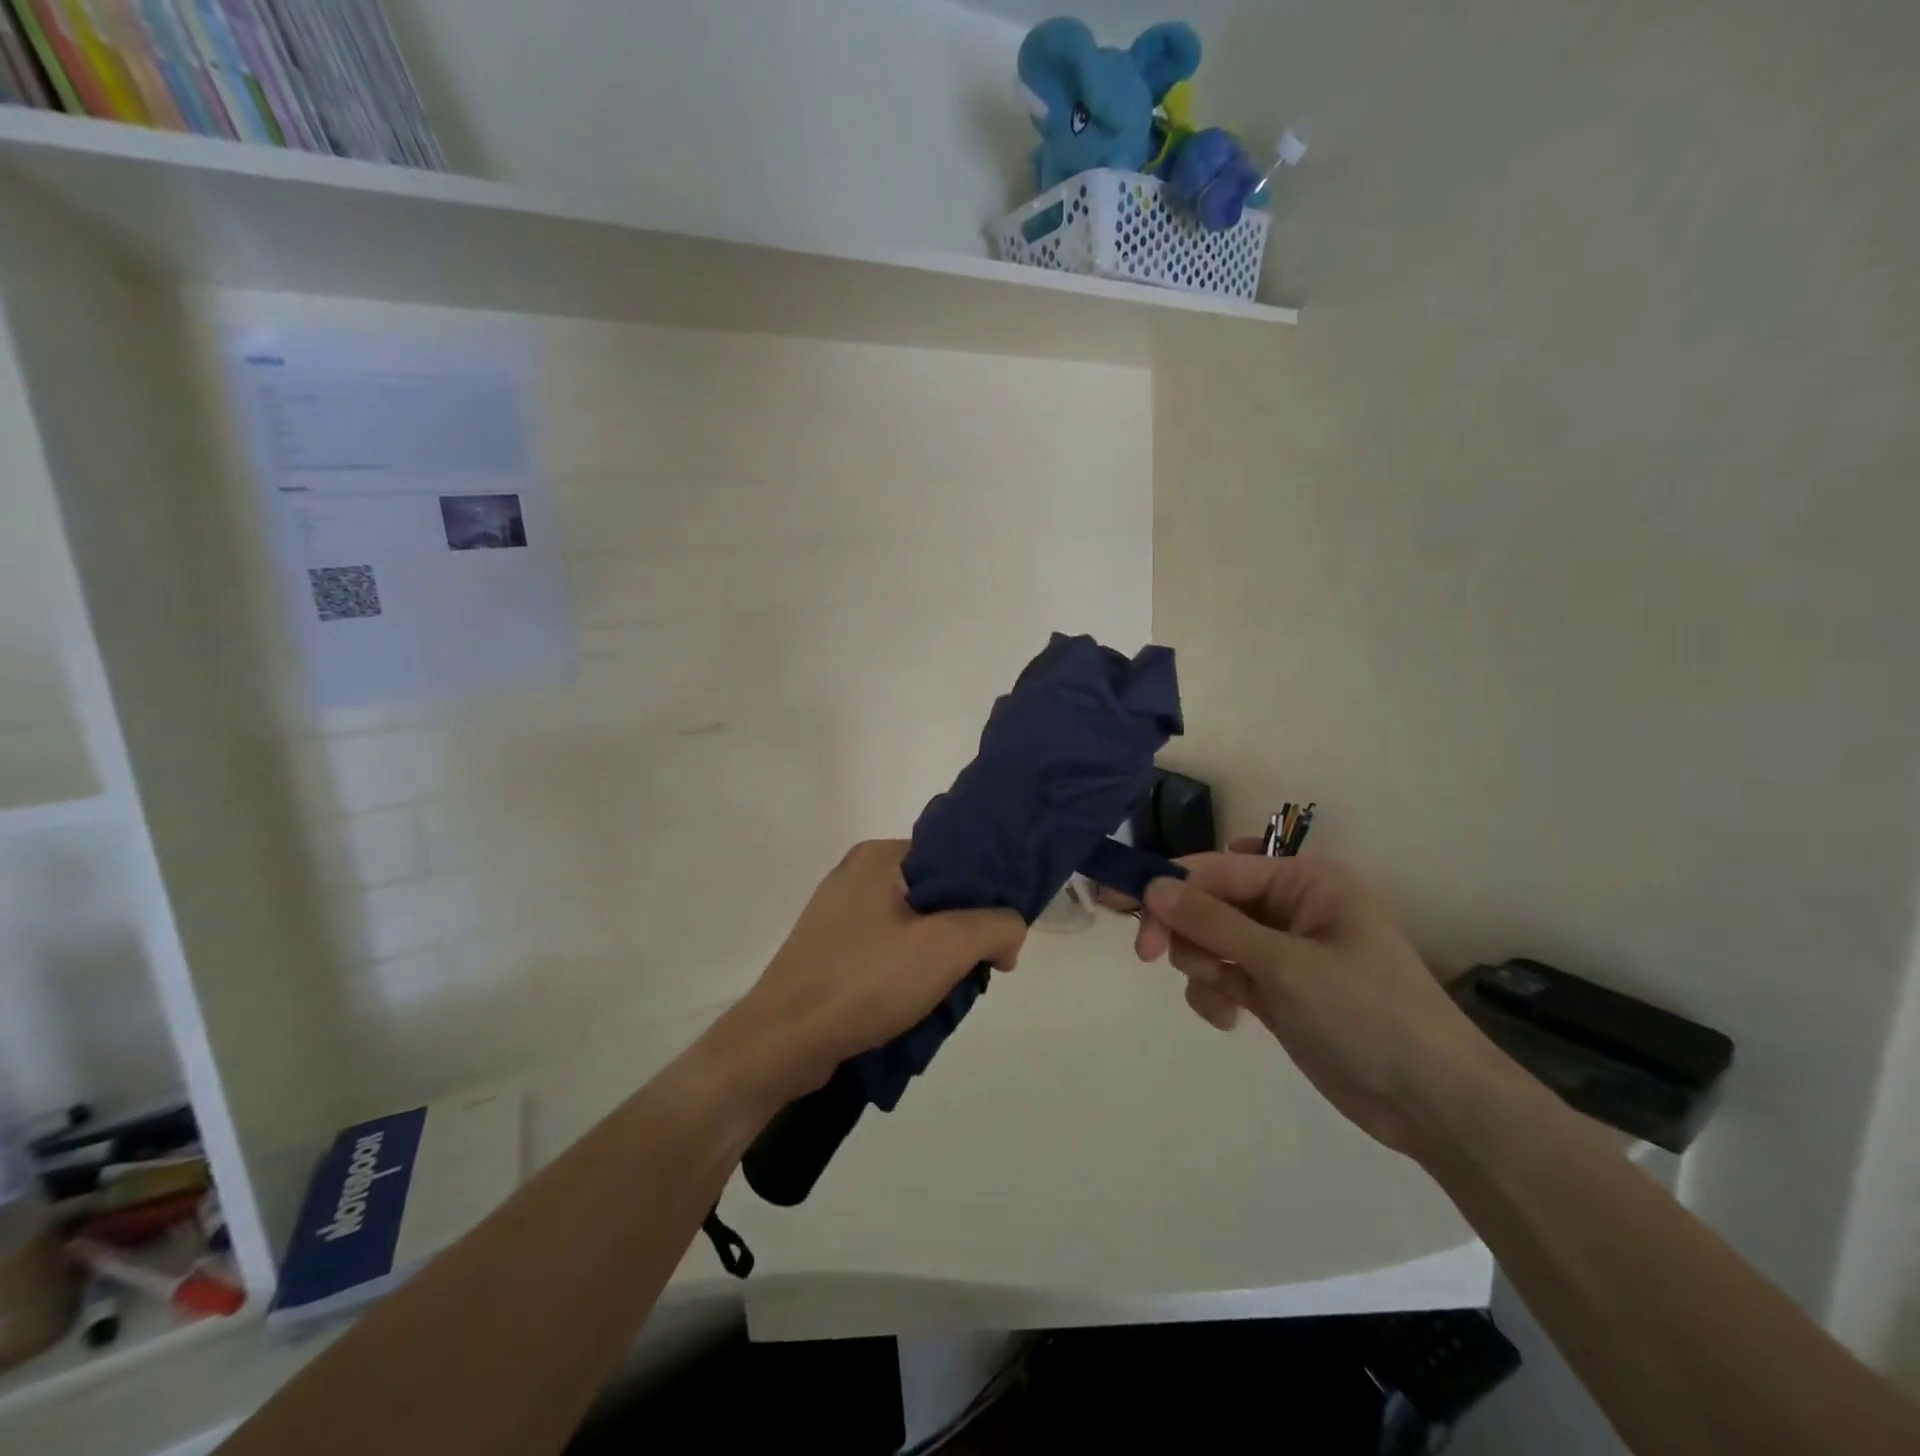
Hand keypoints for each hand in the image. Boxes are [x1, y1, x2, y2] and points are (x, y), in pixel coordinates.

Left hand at [716, 841, 1026, 1105]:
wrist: (782, 1043)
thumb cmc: (864, 981)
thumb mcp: (946, 947)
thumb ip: (995, 927)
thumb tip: (1010, 933)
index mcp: (878, 858)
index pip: (951, 858)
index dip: (985, 894)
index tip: (1001, 935)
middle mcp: (855, 877)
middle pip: (933, 896)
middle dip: (961, 934)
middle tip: (975, 971)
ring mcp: (837, 917)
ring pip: (911, 929)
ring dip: (935, 961)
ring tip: (945, 995)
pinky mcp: (828, 953)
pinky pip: (884, 954)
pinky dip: (906, 975)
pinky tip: (915, 1007)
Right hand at [1124, 842, 1508, 1158]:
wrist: (1433, 1105)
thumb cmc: (1367, 1014)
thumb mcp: (1284, 964)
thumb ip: (1212, 922)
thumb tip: (1151, 886)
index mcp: (1304, 880)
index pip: (1215, 868)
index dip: (1166, 884)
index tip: (1118, 905)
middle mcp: (1290, 907)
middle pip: (1207, 902)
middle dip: (1182, 930)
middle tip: (1150, 957)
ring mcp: (1282, 951)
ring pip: (1209, 940)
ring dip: (1203, 966)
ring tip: (1228, 997)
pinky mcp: (1276, 989)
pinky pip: (1223, 975)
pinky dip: (1216, 993)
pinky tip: (1232, 1020)